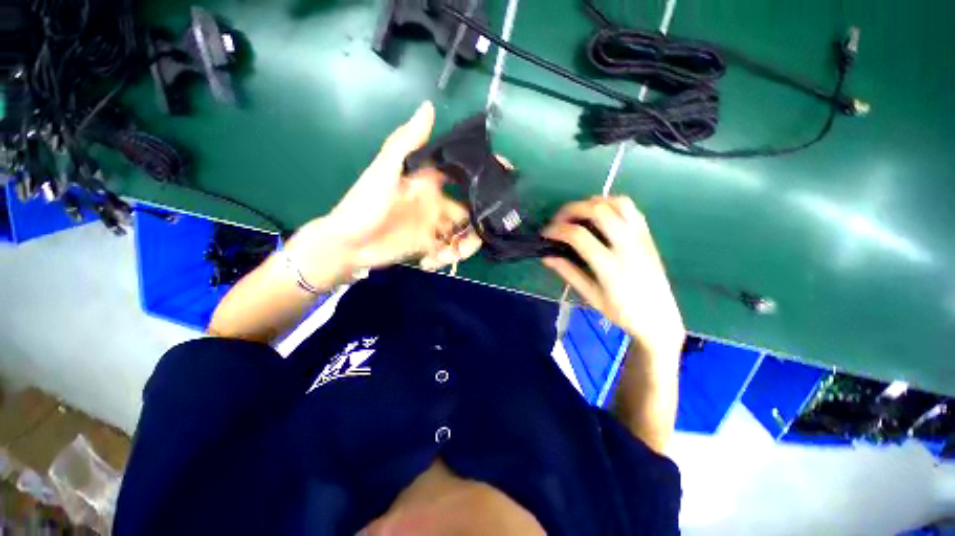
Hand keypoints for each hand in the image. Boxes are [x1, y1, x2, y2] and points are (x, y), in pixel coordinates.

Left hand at [285, 101, 481, 287]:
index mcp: (431, 182)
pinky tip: (428, 263)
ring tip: (445, 257)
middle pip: (472, 212)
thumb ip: (406, 143)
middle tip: (470, 242)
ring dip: (462, 248)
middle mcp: (438, 203)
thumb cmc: (364, 206)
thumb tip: (429, 106)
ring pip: (464, 235)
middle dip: (478, 227)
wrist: (348, 245)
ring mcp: (436, 226)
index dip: (486, 175)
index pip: (465, 175)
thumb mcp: (384, 172)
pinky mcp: (430, 245)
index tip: (506, 180)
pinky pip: (449, 251)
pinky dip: (445, 259)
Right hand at [542, 196, 684, 358]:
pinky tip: (601, 216)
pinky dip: (612, 205)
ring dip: (594, 203)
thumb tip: (546, 257)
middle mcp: (627, 246)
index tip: (546, 233)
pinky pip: (631, 209)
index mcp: (610, 266)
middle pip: (598, 210)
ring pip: (618, 203)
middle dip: (572, 209)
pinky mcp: (648, 236)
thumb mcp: (591, 297)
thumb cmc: (622, 313)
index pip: (578, 235)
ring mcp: (640, 238)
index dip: (557, 230)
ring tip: (579, 215)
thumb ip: (568, 273)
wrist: (660, 319)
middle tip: (559, 220)